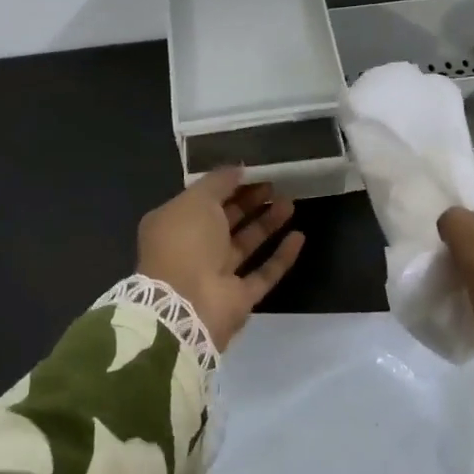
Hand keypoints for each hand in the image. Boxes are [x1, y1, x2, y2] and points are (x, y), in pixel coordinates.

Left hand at [137, 168, 304, 350]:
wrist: (186, 304)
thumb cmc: (185, 242)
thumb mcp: (196, 199)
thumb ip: (218, 182)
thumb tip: (238, 169)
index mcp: (174, 225)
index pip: (203, 200)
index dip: (228, 185)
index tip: (254, 172)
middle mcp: (193, 249)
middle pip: (225, 221)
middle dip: (250, 202)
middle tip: (275, 185)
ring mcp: (216, 276)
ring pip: (245, 245)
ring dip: (267, 224)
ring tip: (290, 202)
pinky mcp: (239, 298)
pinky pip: (263, 273)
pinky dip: (280, 256)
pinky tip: (299, 236)